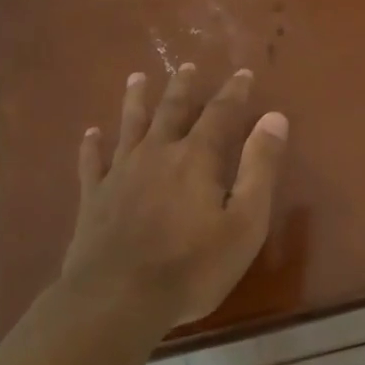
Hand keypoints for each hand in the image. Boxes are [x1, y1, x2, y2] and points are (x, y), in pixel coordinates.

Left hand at [60, 64, 287, 329]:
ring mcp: (120, 173)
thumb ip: (260, 167)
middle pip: (171, 111)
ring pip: (129, 125)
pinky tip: (91, 133)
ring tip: (137, 78)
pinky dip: (92, 145)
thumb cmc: (192, 266)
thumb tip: (274, 117)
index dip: (234, 92)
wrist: (117, 298)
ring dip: (135, 100)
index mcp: (197, 158)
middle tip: (187, 66)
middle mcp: (157, 154)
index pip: (220, 114)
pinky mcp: (94, 197)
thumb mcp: (245, 221)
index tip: (243, 73)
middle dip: (182, 87)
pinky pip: (92, 161)